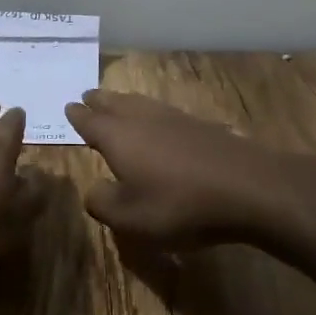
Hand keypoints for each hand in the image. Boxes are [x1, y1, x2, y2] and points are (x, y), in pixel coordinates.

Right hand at [65, 89, 311, 250]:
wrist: (246, 187)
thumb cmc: (179, 204)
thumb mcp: (131, 218)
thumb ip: (103, 203)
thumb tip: (91, 190)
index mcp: (118, 136)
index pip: (90, 121)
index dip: (78, 116)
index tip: (69, 106)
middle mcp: (141, 118)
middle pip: (114, 103)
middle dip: (99, 101)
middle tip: (88, 96)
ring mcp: (173, 117)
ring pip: (140, 103)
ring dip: (124, 101)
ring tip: (118, 102)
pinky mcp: (200, 125)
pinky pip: (164, 111)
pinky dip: (151, 112)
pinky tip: (159, 121)